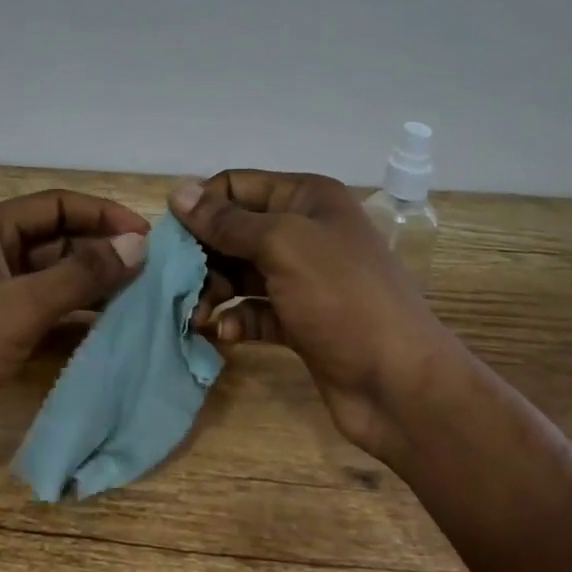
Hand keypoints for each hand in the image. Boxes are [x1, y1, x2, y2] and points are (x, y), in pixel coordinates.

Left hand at [0, 190, 149, 489]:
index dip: (102, 213)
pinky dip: (71, 316)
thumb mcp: (22, 305)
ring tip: (139, 299)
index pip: (56, 204)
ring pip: (49, 278)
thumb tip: (137, 243)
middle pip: (55, 239)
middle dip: (99, 251)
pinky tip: (105, 329)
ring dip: (89, 285)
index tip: (147, 235)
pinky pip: (39, 311)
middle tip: (151, 272)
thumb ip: (82, 273)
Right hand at [169, 171, 448, 462]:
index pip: (237, 186)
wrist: (401, 386)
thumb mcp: (282, 245)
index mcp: (306, 199)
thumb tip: (178, 191)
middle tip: (178, 282)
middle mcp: (304, 231)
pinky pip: (255, 310)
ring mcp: (303, 278)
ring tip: (197, 314)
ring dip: (214, 290)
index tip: (170, 237)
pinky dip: (236, 319)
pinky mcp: (300, 321)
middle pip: (234, 230)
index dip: (203, 206)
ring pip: (240, 272)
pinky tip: (223, 334)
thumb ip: (227, 221)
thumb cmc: (342, 298)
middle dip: (204, 254)